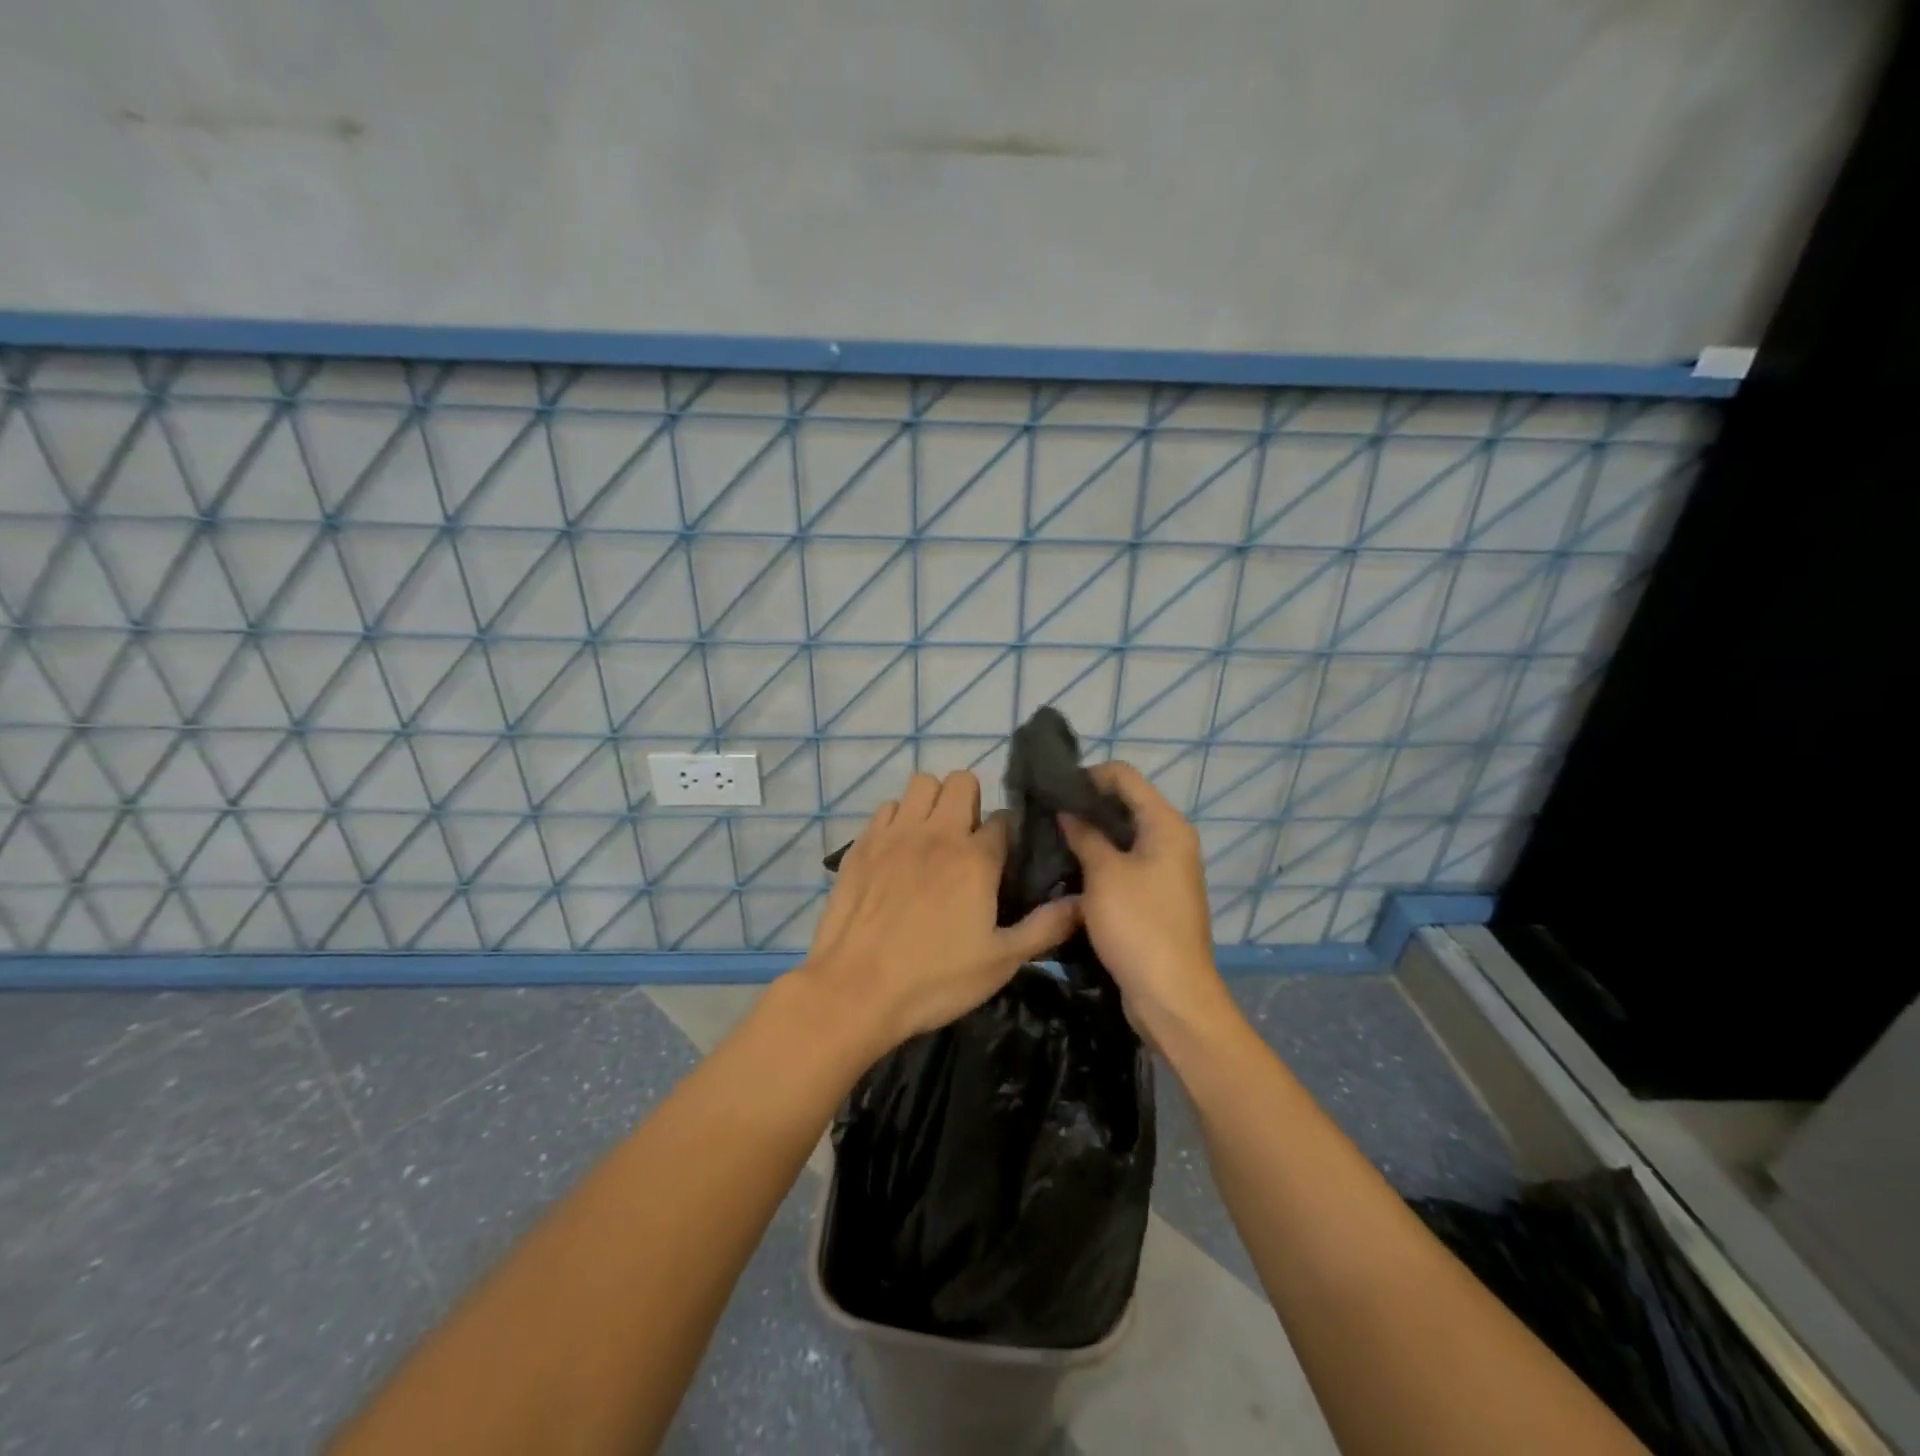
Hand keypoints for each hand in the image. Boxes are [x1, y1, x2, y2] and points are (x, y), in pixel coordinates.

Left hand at [800, 770, 1081, 1051]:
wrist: (855, 990)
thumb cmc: (933, 980)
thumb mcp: (1000, 962)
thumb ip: (1045, 927)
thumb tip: (1084, 902)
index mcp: (975, 858)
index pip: (1003, 820)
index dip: (1009, 836)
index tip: (1005, 859)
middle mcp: (937, 833)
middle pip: (962, 783)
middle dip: (971, 803)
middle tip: (968, 842)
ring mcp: (895, 834)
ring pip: (921, 784)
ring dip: (933, 802)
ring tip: (933, 839)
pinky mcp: (862, 844)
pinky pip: (886, 808)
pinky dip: (898, 819)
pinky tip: (898, 851)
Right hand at [1060, 762, 1237, 1050]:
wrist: (1171, 996)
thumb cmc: (1139, 926)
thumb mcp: (1105, 875)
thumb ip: (1085, 836)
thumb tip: (1066, 811)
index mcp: (1166, 825)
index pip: (1124, 776)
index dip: (1087, 776)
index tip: (1051, 790)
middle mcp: (1169, 840)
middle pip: (1123, 804)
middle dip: (1084, 806)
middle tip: (1043, 815)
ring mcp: (1163, 870)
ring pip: (1120, 837)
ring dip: (1088, 836)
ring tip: (1048, 840)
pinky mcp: (1153, 896)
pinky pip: (1122, 865)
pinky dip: (1097, 862)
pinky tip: (1066, 869)